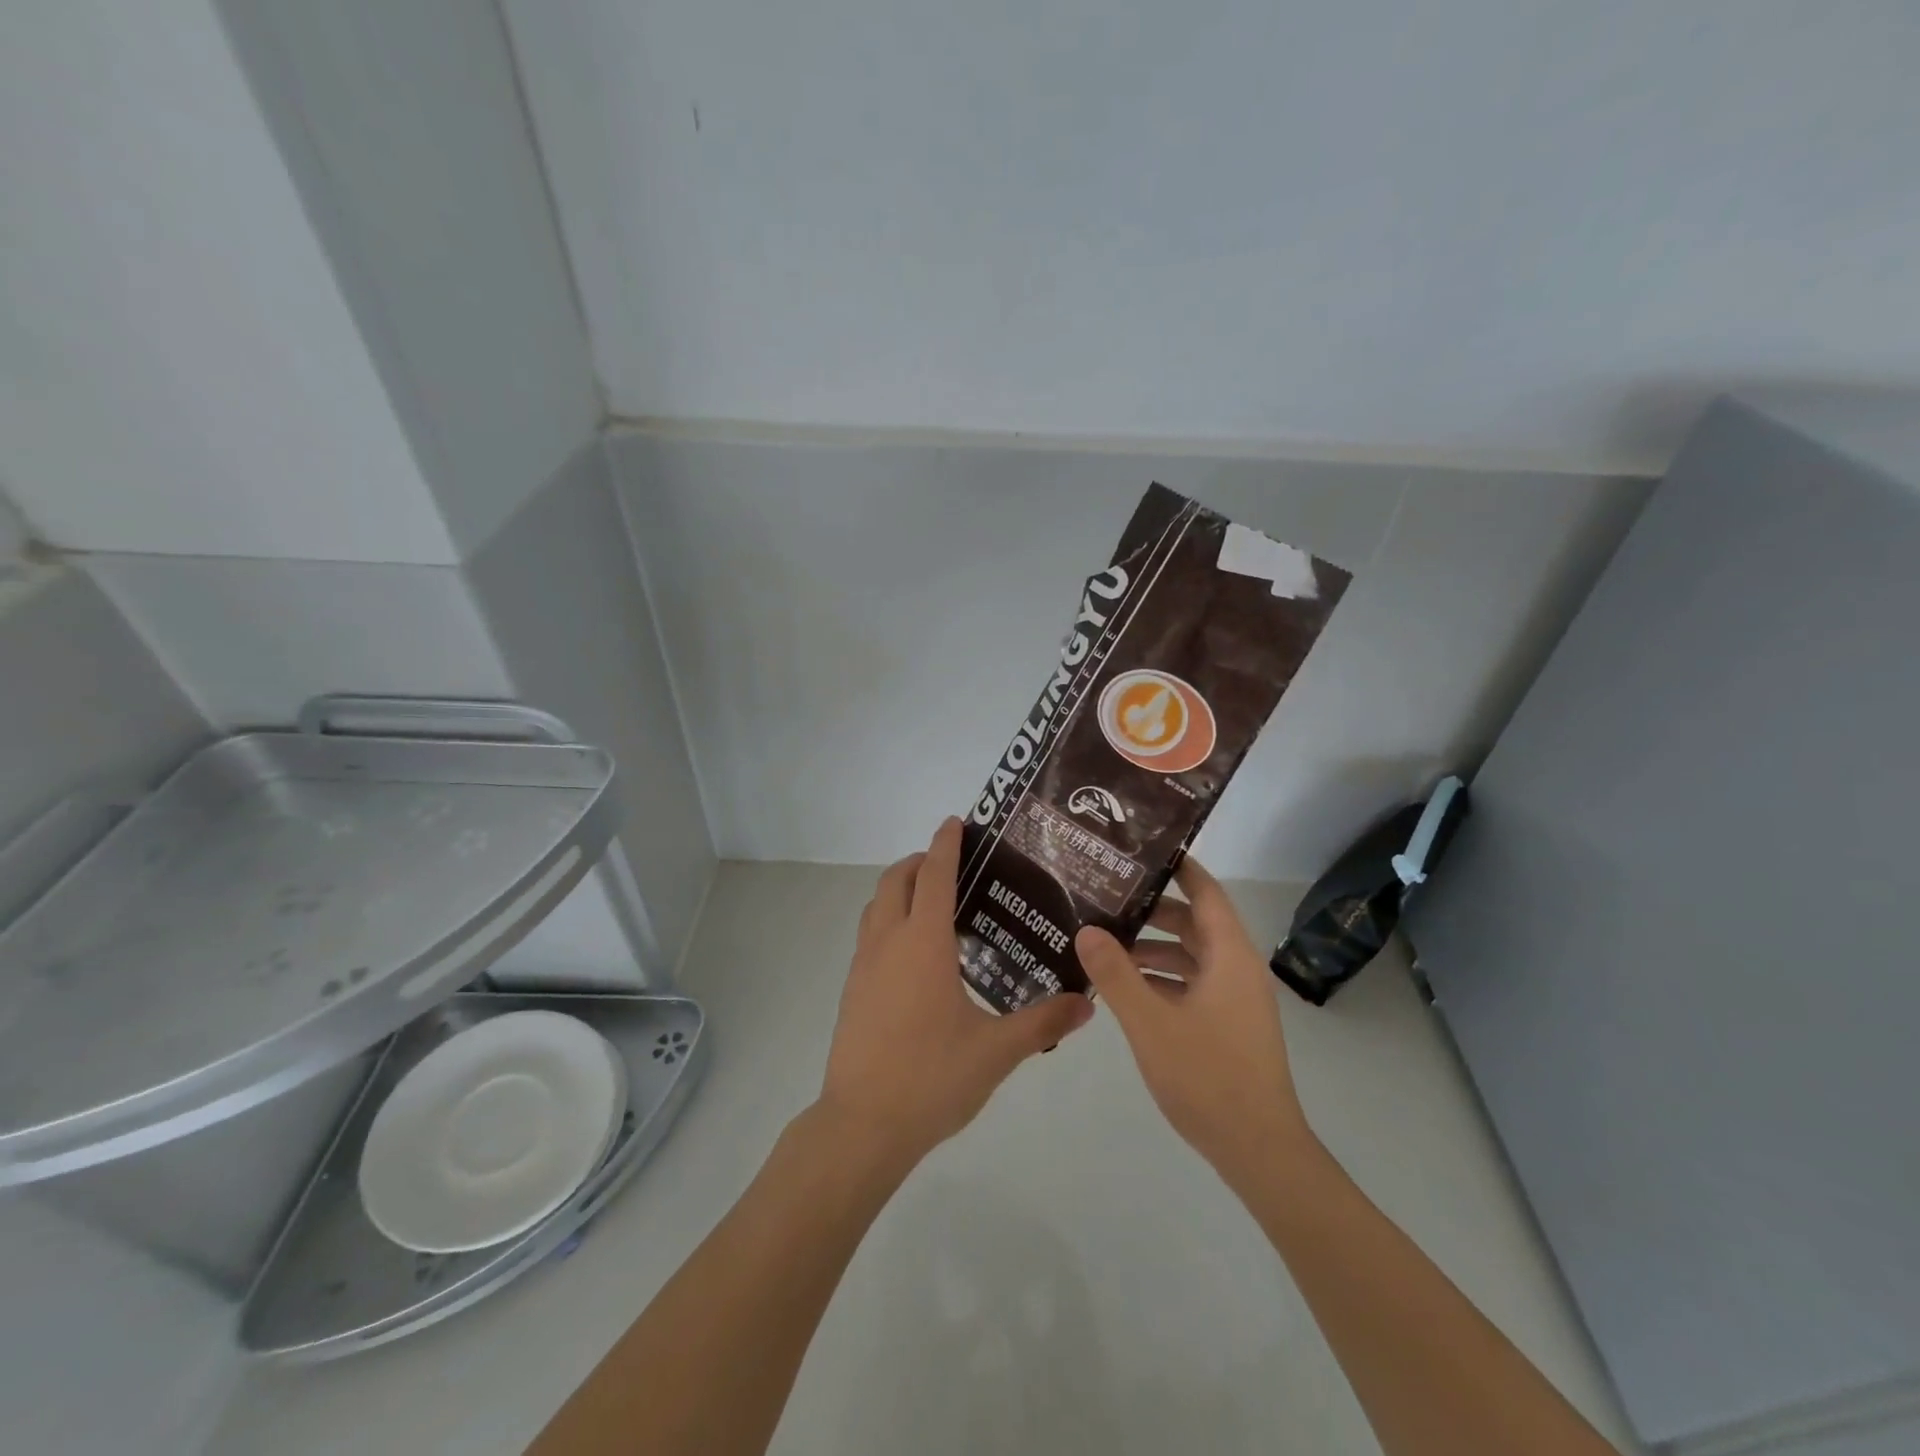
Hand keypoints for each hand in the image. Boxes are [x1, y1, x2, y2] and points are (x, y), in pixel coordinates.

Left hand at [816, 817, 1094, 1170]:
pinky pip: (869, 936)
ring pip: (876, 906)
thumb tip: (1086, 1004)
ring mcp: (863, 966)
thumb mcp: (996, 1052)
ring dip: (899, 889)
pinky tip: (915, 955)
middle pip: (895, 881)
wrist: (862, 1125)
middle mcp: (888, 943)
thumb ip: (1042, 1023)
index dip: (944, 844)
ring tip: (933, 902)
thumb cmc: (931, 1077)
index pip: (933, 876)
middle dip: (918, 861)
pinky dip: (889, 921)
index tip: (956, 821)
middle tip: (951, 864)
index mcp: (923, 944)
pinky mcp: (851, 990)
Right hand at [1076, 857, 1313, 1186]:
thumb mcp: (1150, 1022)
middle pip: (1195, 922)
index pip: (1206, 892)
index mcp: (1229, 956)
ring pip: (1192, 956)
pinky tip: (1126, 988)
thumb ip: (1115, 974)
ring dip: (1153, 948)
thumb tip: (1087, 929)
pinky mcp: (1229, 1025)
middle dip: (1153, 909)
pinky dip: (1162, 978)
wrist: (1259, 1151)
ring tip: (1106, 942)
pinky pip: (1193, 983)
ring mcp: (1235, 999)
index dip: (1179, 867)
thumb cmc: (1208, 1077)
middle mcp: (1237, 969)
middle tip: (1107, 895)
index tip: (1142, 849)